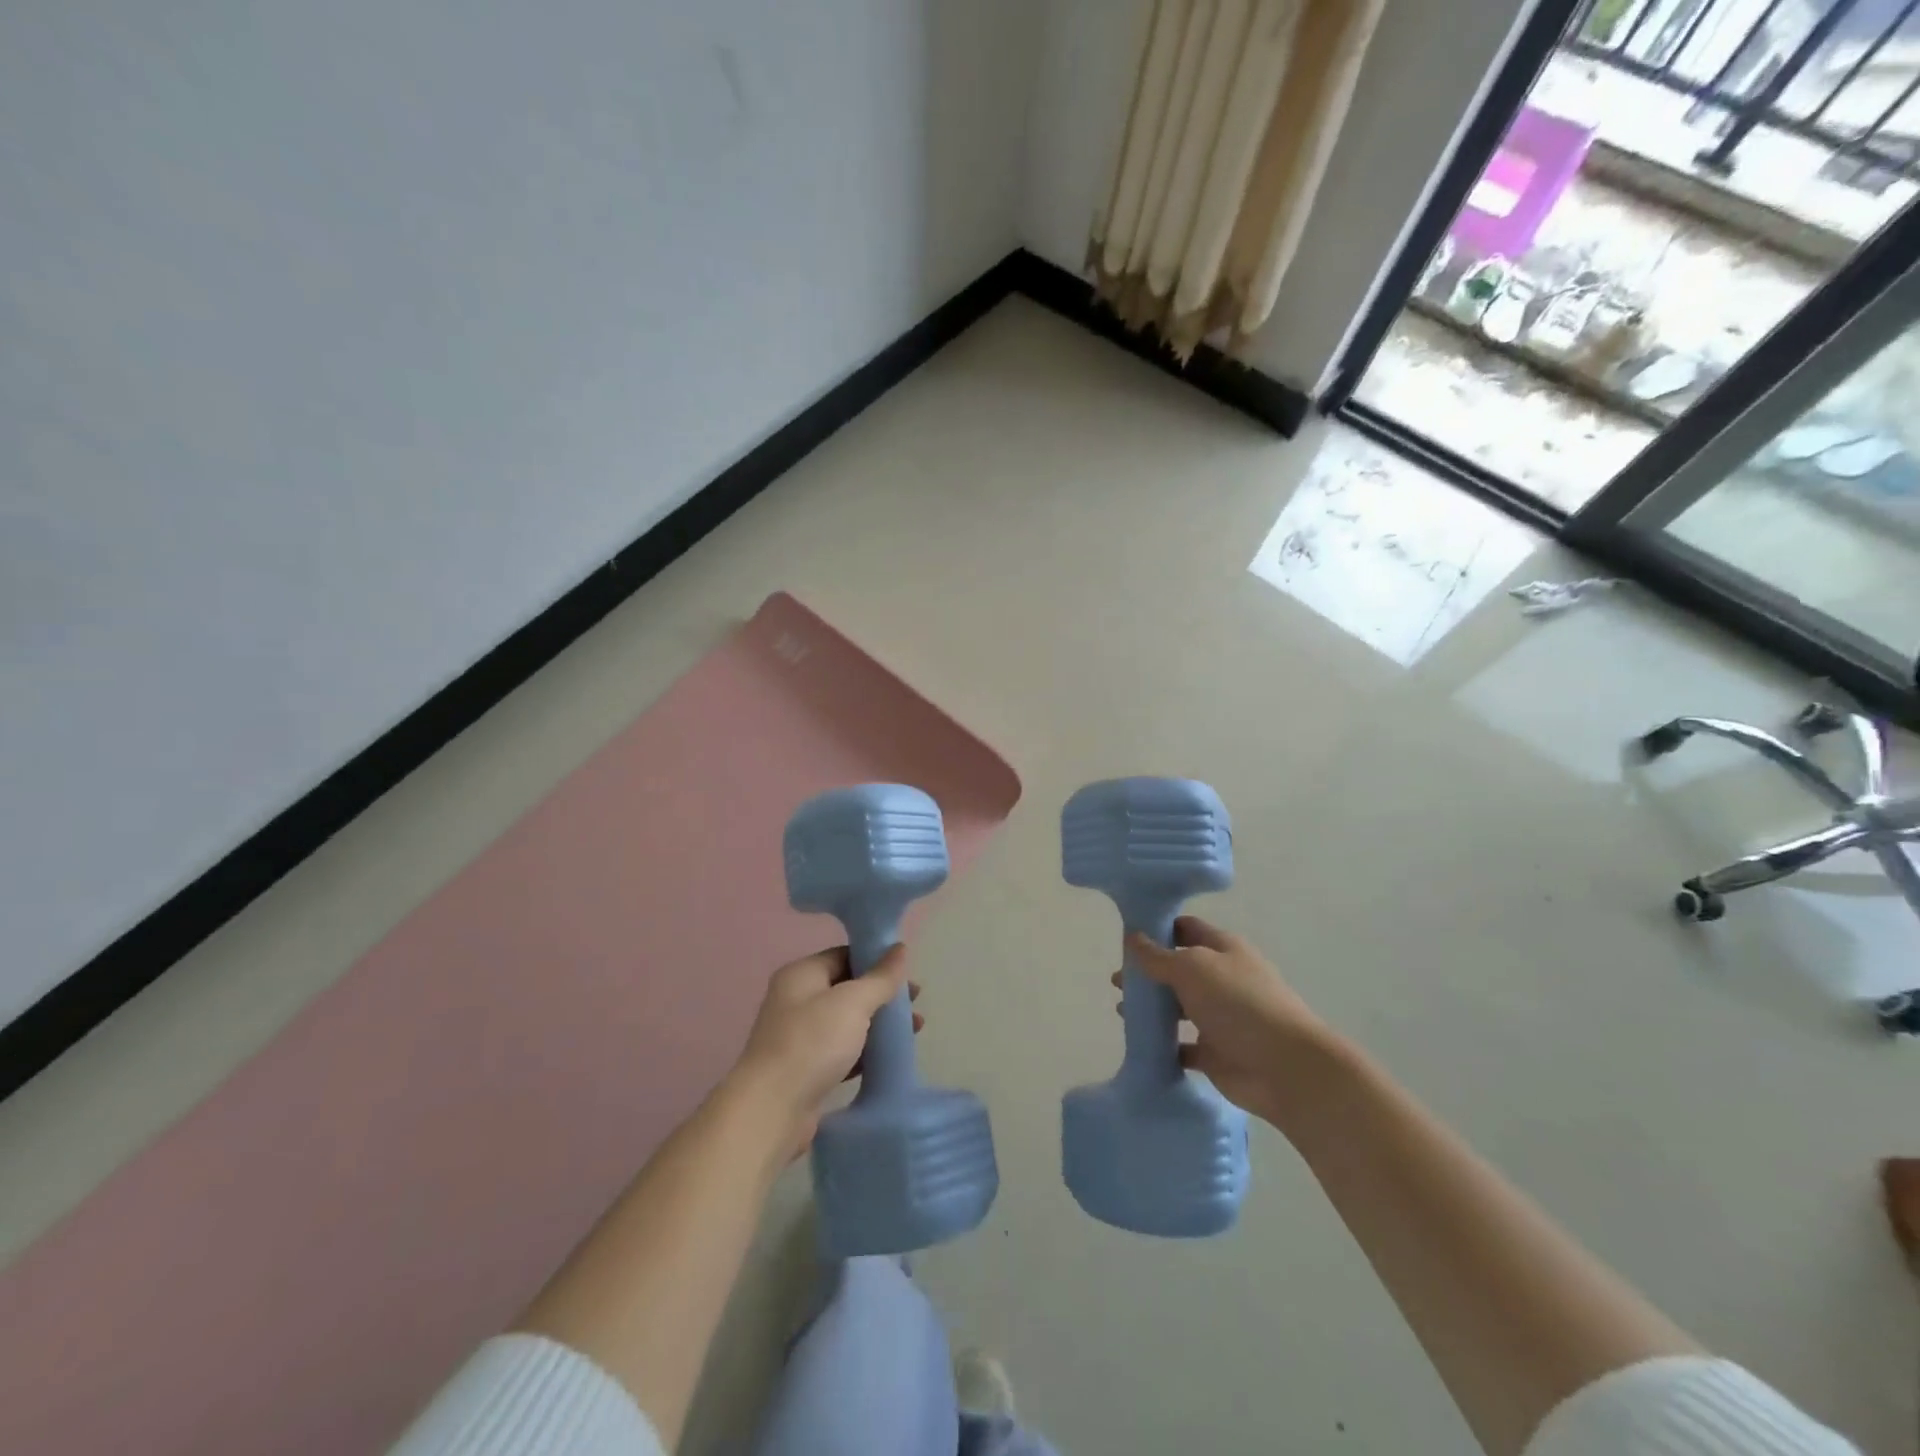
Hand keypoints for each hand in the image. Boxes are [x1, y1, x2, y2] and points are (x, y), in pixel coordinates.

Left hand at [732, 945, 920, 1156]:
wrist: (772, 1110)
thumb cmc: (812, 1043)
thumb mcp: (853, 1002)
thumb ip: (880, 977)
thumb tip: (900, 948)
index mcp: (801, 975)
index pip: (843, 956)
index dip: (876, 960)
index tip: (907, 971)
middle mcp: (796, 1001)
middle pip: (847, 988)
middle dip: (882, 994)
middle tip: (915, 1002)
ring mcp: (800, 1037)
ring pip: (847, 1022)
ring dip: (879, 1023)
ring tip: (914, 1030)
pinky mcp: (806, 1070)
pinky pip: (843, 1051)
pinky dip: (866, 1050)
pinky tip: (890, 1056)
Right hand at [1121, 916, 1331, 1127]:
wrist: (1284, 1068)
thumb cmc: (1239, 1003)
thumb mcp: (1192, 968)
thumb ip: (1158, 956)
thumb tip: (1132, 938)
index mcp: (1223, 949)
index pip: (1186, 929)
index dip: (1158, 928)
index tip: (1126, 936)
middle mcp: (1222, 979)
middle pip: (1179, 969)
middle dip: (1148, 972)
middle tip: (1117, 980)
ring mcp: (1220, 1017)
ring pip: (1179, 1007)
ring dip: (1153, 1008)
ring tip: (1123, 1010)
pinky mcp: (1216, 1053)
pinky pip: (1182, 1045)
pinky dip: (1163, 1044)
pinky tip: (1140, 1042)